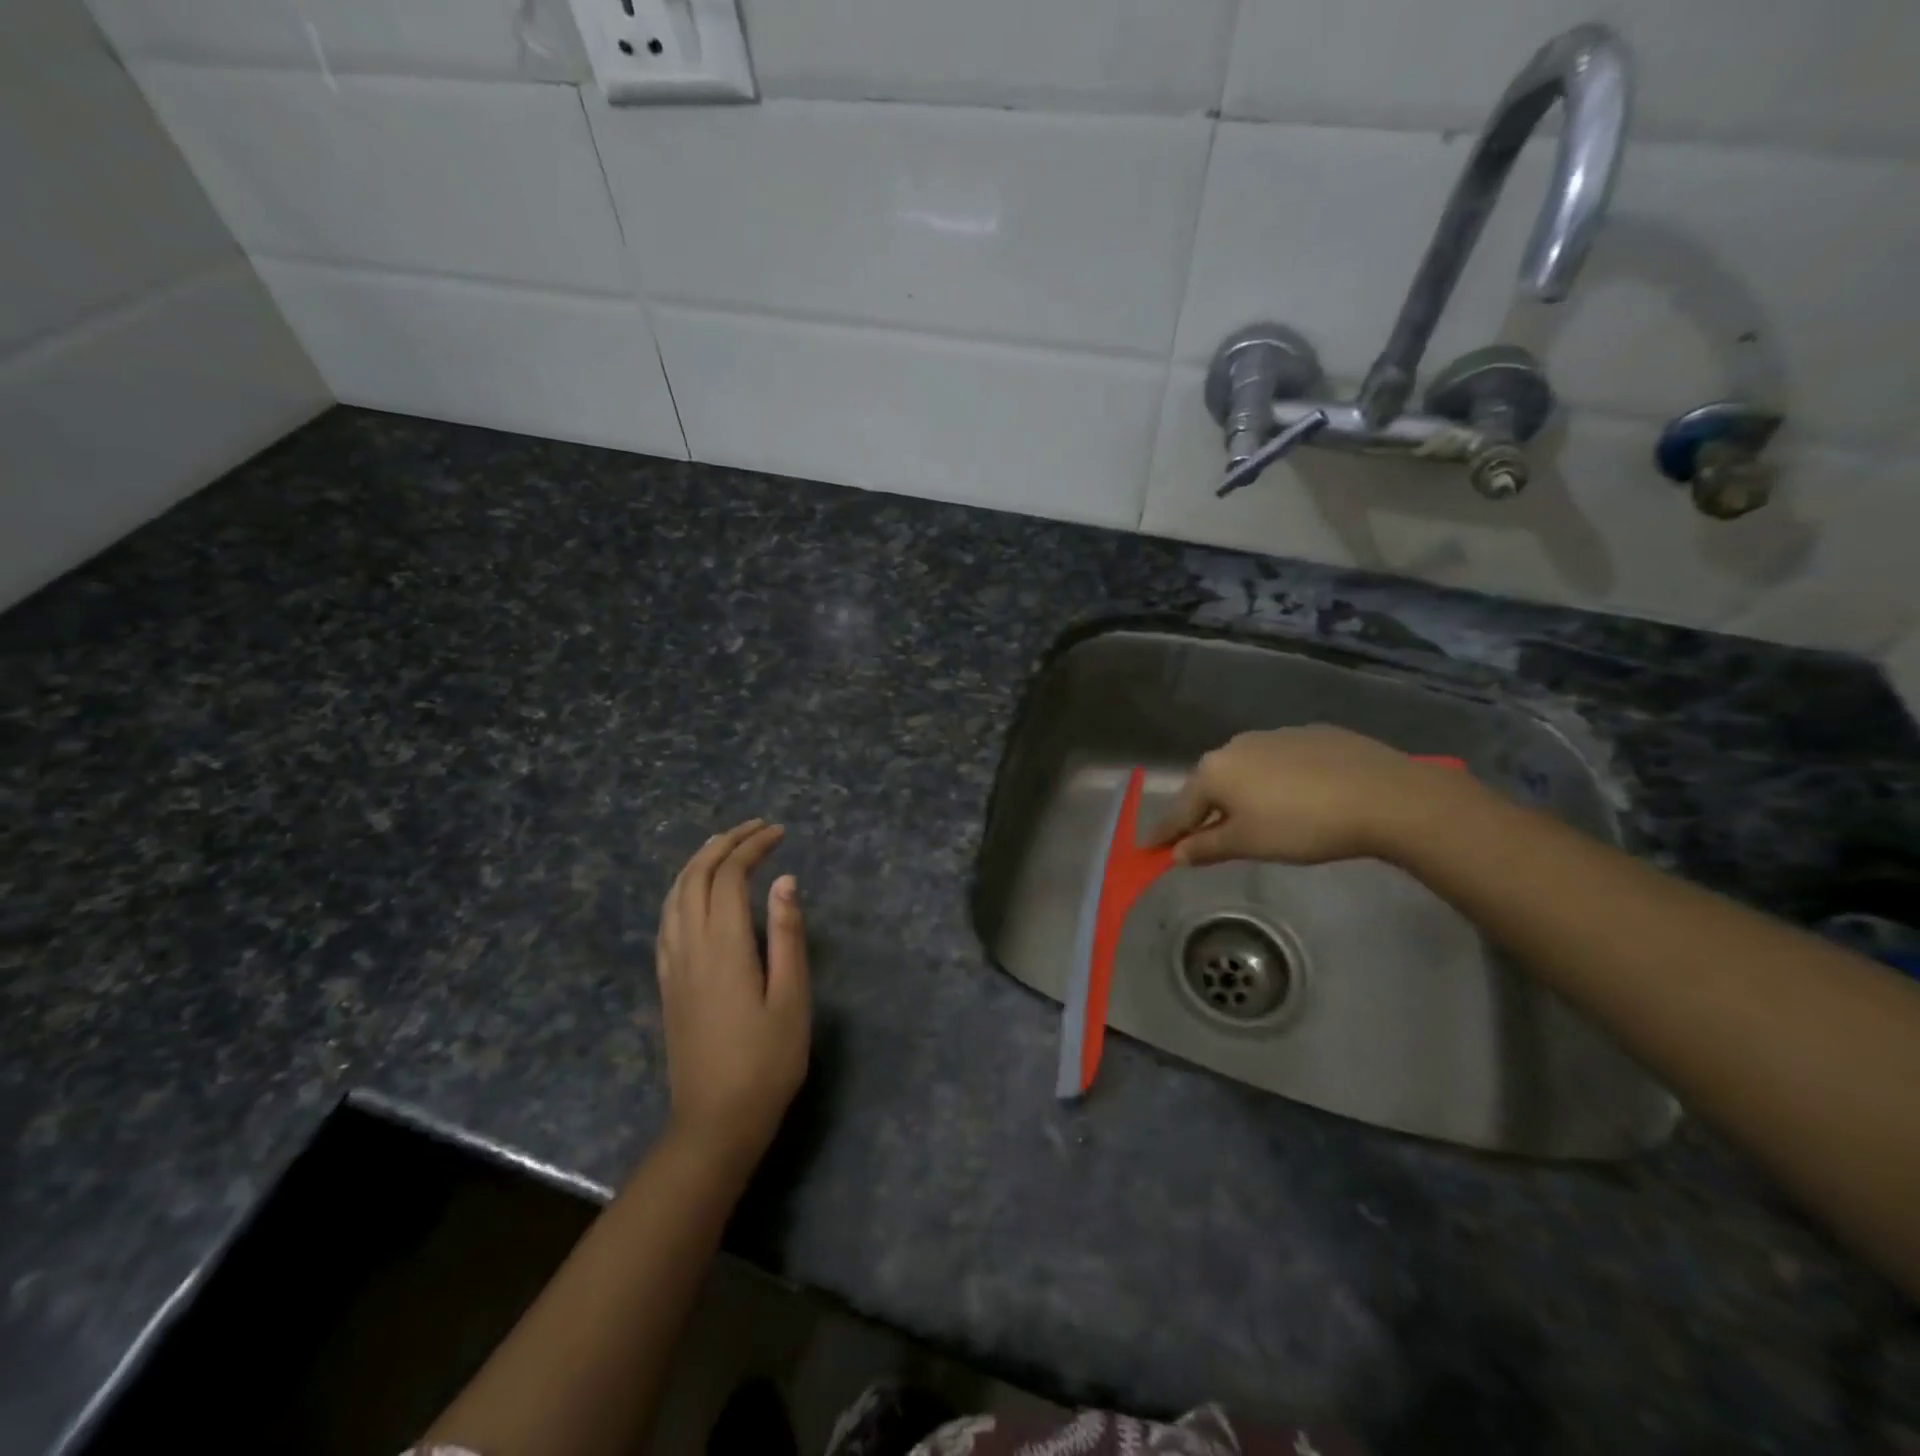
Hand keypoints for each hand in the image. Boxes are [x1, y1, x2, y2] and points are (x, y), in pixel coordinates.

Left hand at [655, 820, 809, 1159]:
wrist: (715, 1121)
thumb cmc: (767, 1061)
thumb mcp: (792, 998)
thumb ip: (788, 935)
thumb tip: (785, 880)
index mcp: (724, 945)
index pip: (731, 875)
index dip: (753, 846)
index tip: (780, 832)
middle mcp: (690, 945)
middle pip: (697, 876)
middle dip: (725, 843)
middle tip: (756, 828)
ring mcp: (673, 964)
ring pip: (675, 895)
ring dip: (699, 862)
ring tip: (725, 846)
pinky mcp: (667, 982)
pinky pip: (666, 919)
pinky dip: (681, 890)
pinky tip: (694, 893)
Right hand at [1148, 726, 1468, 866]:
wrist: (1384, 795)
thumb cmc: (1302, 825)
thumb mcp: (1249, 844)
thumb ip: (1208, 847)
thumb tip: (1178, 852)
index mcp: (1215, 771)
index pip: (1180, 809)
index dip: (1165, 833)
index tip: (1148, 848)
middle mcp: (1236, 746)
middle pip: (1210, 785)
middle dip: (1204, 812)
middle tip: (1205, 838)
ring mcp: (1274, 735)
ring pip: (1245, 770)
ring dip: (1241, 794)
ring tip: (1256, 818)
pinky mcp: (1311, 734)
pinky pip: (1278, 761)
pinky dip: (1275, 780)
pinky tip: (1297, 798)